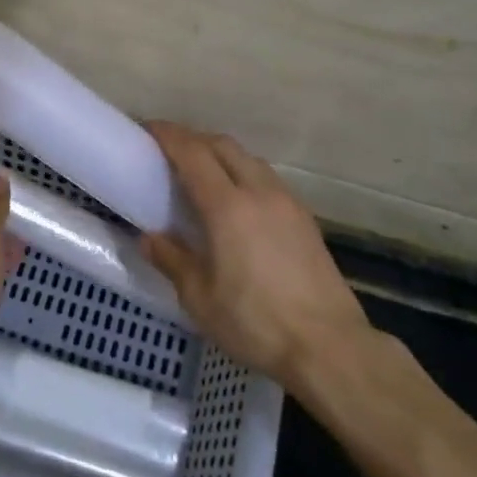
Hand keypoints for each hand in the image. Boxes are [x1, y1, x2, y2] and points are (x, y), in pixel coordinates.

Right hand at [141, 122, 374, 383]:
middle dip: (193, 139)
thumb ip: (172, 260)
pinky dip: (244, 174)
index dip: (168, 135)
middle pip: (222, 145)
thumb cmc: (256, 323)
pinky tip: (238, 201)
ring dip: (221, 154)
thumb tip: (149, 238)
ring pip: (249, 159)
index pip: (192, 153)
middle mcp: (259, 192)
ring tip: (202, 173)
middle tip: (169, 150)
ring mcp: (287, 203)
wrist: (330, 347)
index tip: (147, 128)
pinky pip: (267, 179)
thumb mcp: (199, 298)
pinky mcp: (306, 220)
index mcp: (228, 207)